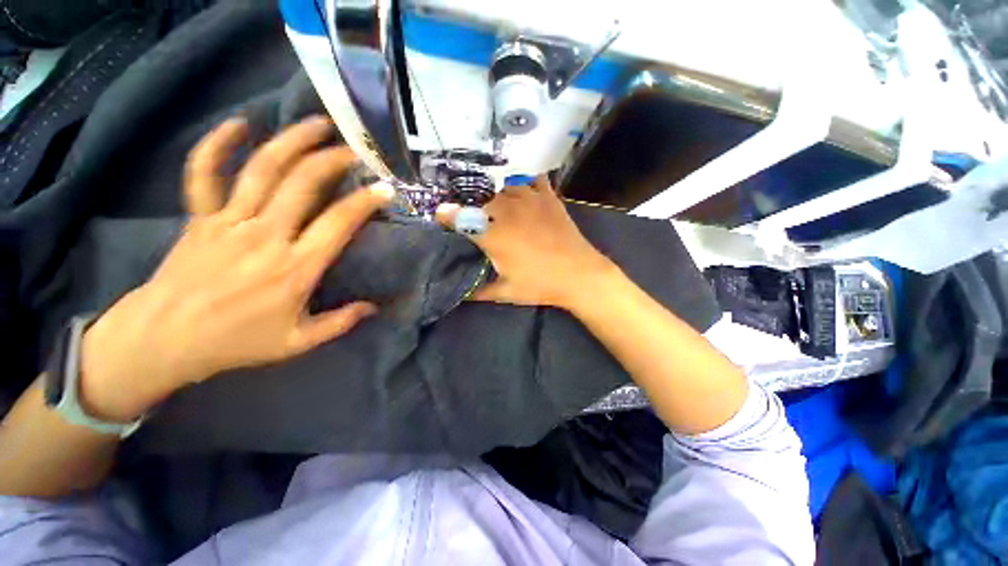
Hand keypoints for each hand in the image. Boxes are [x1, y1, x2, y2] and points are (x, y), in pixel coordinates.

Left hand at [79, 116, 391, 421]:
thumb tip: (374, 308)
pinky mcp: (200, 217)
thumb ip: (340, 323)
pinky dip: (217, 144)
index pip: (338, 223)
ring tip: (316, 124)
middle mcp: (265, 236)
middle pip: (303, 184)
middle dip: (334, 160)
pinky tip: (238, 124)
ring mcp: (228, 221)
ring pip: (262, 169)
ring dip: (292, 141)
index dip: (364, 202)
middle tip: (355, 149)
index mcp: (294, 268)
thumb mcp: (298, 342)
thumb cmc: (236, 341)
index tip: (384, 188)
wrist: (163, 340)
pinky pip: (204, 172)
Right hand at [436, 176, 614, 308]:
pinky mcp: (549, 198)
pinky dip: (526, 183)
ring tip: (500, 208)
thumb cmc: (540, 285)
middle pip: (482, 201)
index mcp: (493, 235)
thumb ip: (478, 291)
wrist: (579, 275)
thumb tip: (460, 292)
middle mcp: (507, 212)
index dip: (447, 215)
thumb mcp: (505, 292)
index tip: (441, 215)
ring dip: (498, 197)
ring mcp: (530, 201)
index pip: (461, 219)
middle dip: (474, 209)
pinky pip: (534, 180)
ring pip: (505, 188)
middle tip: (477, 221)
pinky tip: (525, 193)